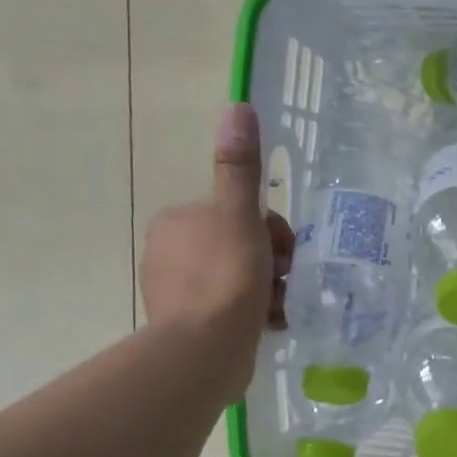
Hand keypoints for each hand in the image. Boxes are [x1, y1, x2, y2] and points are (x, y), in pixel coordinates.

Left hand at [139, 104, 293, 399]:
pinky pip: (233, 308)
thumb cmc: (226, 278)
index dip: (272, 230)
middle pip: (244, 245)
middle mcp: (172, 251)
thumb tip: (238, 106)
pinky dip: (256, 312)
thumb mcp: (241, 217)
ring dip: (270, 289)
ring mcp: (178, 290)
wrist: (204, 350)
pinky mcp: (189, 324)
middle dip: (273, 263)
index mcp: (180, 222)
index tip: (284, 252)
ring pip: (242, 278)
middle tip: (284, 280)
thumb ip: (240, 167)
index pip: (241, 213)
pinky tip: (270, 323)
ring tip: (279, 306)